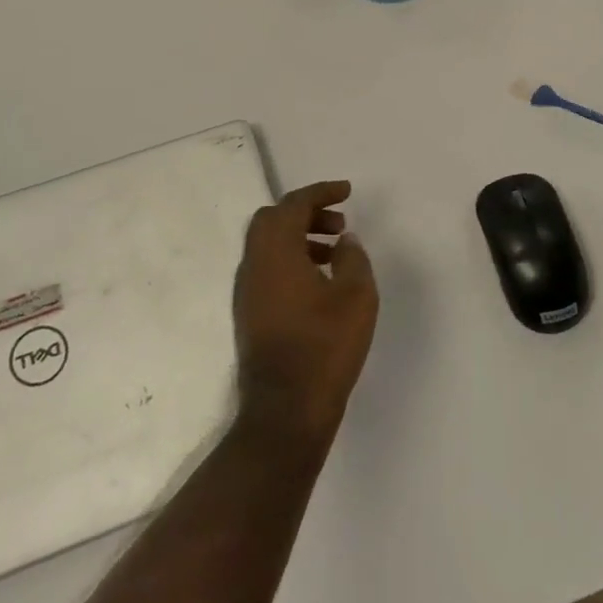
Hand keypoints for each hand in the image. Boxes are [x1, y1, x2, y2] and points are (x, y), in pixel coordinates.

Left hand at [233, 181, 378, 441]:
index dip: (320, 192)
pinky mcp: (249, 314)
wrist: (285, 411)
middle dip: (305, 212)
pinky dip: (291, 260)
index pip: (293, 205)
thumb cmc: (325, 348)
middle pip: (271, 220)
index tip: (347, 192)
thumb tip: (344, 241)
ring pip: (267, 245)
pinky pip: (267, 269)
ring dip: (299, 237)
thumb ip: (353, 258)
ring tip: (335, 252)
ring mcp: (246, 292)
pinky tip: (319, 282)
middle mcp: (253, 265)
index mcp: (275, 253)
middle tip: (339, 222)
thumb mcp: (356, 297)